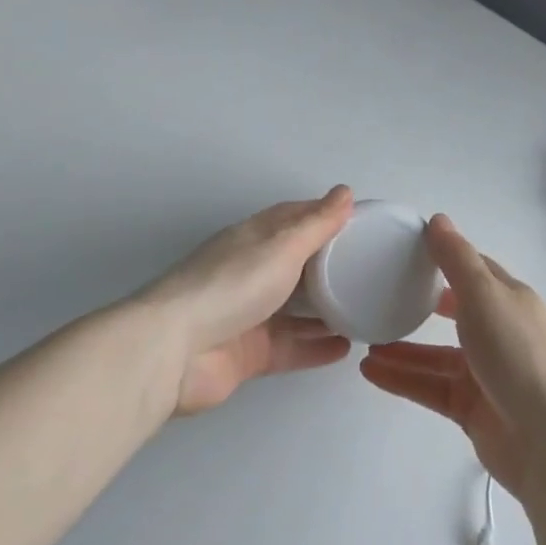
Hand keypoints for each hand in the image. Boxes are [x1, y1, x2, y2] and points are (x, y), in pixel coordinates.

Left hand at [139, 186, 355, 415]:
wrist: (174, 351)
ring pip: (296, 309)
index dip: (325, 216)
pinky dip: (316, 347)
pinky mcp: (249, 353)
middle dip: (330, 265)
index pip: (294, 218)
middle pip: (297, 264)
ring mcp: (249, 314)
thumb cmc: (231, 285)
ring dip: (327, 309)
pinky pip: (291, 346)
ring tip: (366, 309)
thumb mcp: (281, 246)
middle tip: (371, 269)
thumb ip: (316, 224)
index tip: (361, 222)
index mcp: (254, 238)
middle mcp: (251, 272)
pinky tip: (346, 348)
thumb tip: (345, 191)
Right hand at [359, 214, 545, 498]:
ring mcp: (485, 373)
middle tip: (379, 295)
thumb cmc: (517, 354)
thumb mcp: (485, 295)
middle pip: (454, 312)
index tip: (405, 251)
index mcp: (509, 299)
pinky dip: (403, 378)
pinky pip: (430, 386)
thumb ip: (457, 259)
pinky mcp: (471, 408)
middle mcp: (499, 332)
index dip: (444, 258)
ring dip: (402, 348)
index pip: (473, 270)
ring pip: (436, 354)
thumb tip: (437, 220)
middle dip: (419, 304)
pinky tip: (371, 371)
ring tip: (365, 341)